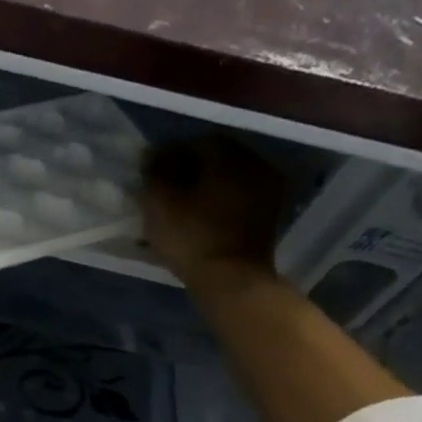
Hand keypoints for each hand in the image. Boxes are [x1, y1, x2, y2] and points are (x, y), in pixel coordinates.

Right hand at [141, 137, 285, 287]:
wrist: (232, 280)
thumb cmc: (191, 238)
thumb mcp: (159, 202)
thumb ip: (155, 171)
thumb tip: (154, 154)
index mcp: (228, 155)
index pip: (195, 142)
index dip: (170, 155)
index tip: (152, 174)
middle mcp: (255, 163)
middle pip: (217, 157)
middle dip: (191, 168)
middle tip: (167, 189)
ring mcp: (268, 188)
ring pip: (230, 176)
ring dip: (207, 184)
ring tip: (184, 204)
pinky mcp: (270, 212)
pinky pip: (241, 194)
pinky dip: (222, 199)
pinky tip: (204, 215)